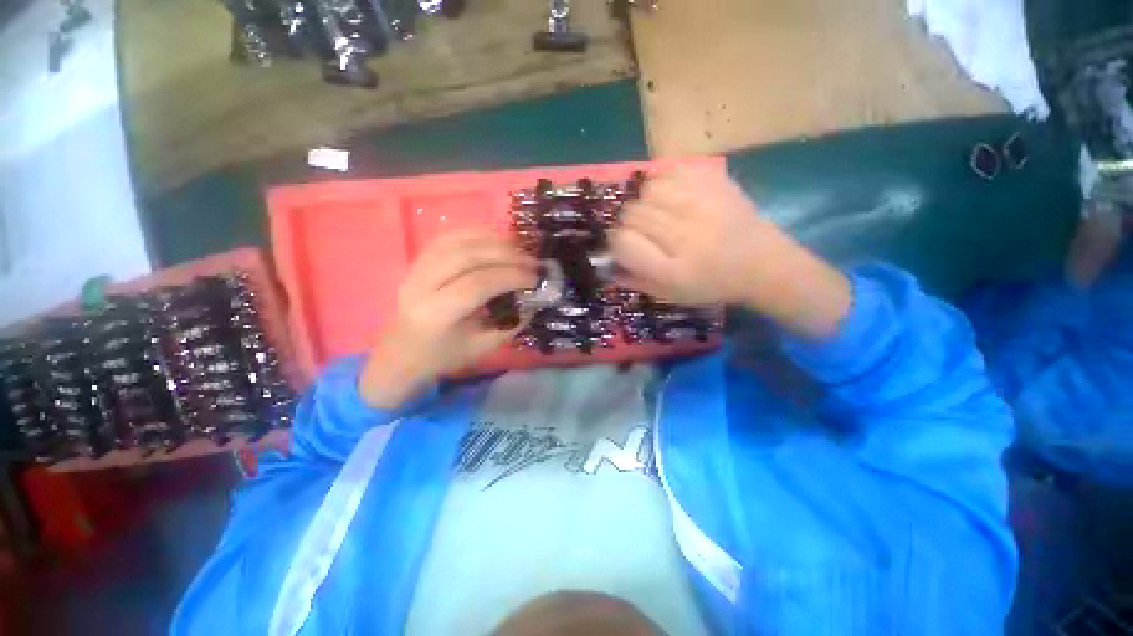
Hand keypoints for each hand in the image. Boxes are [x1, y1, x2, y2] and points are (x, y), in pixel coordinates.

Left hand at [360, 230, 536, 408]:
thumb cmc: (445, 355)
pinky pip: (449, 237)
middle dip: (505, 254)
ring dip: (493, 240)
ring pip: (457, 241)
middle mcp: (420, 285)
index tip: (534, 278)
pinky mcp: (418, 260)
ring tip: (519, 248)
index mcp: (435, 314)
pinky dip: (477, 234)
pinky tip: (497, 240)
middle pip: (466, 255)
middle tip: (531, 260)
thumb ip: (510, 322)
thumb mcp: (483, 347)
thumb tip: (534, 297)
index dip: (509, 276)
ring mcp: (416, 268)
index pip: (477, 284)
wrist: (404, 351)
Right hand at [610, 166, 851, 337]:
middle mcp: (686, 234)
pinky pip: (670, 171)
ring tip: (657, 213)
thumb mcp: (671, 295)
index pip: (623, 242)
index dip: (616, 242)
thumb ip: (636, 281)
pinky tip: (670, 196)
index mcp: (673, 269)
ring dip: (644, 203)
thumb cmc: (712, 285)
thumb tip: (607, 264)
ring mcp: (702, 204)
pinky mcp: (715, 182)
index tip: (623, 245)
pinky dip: (662, 182)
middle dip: (628, 223)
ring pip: (647, 190)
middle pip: (632, 214)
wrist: (762, 263)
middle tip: (641, 231)